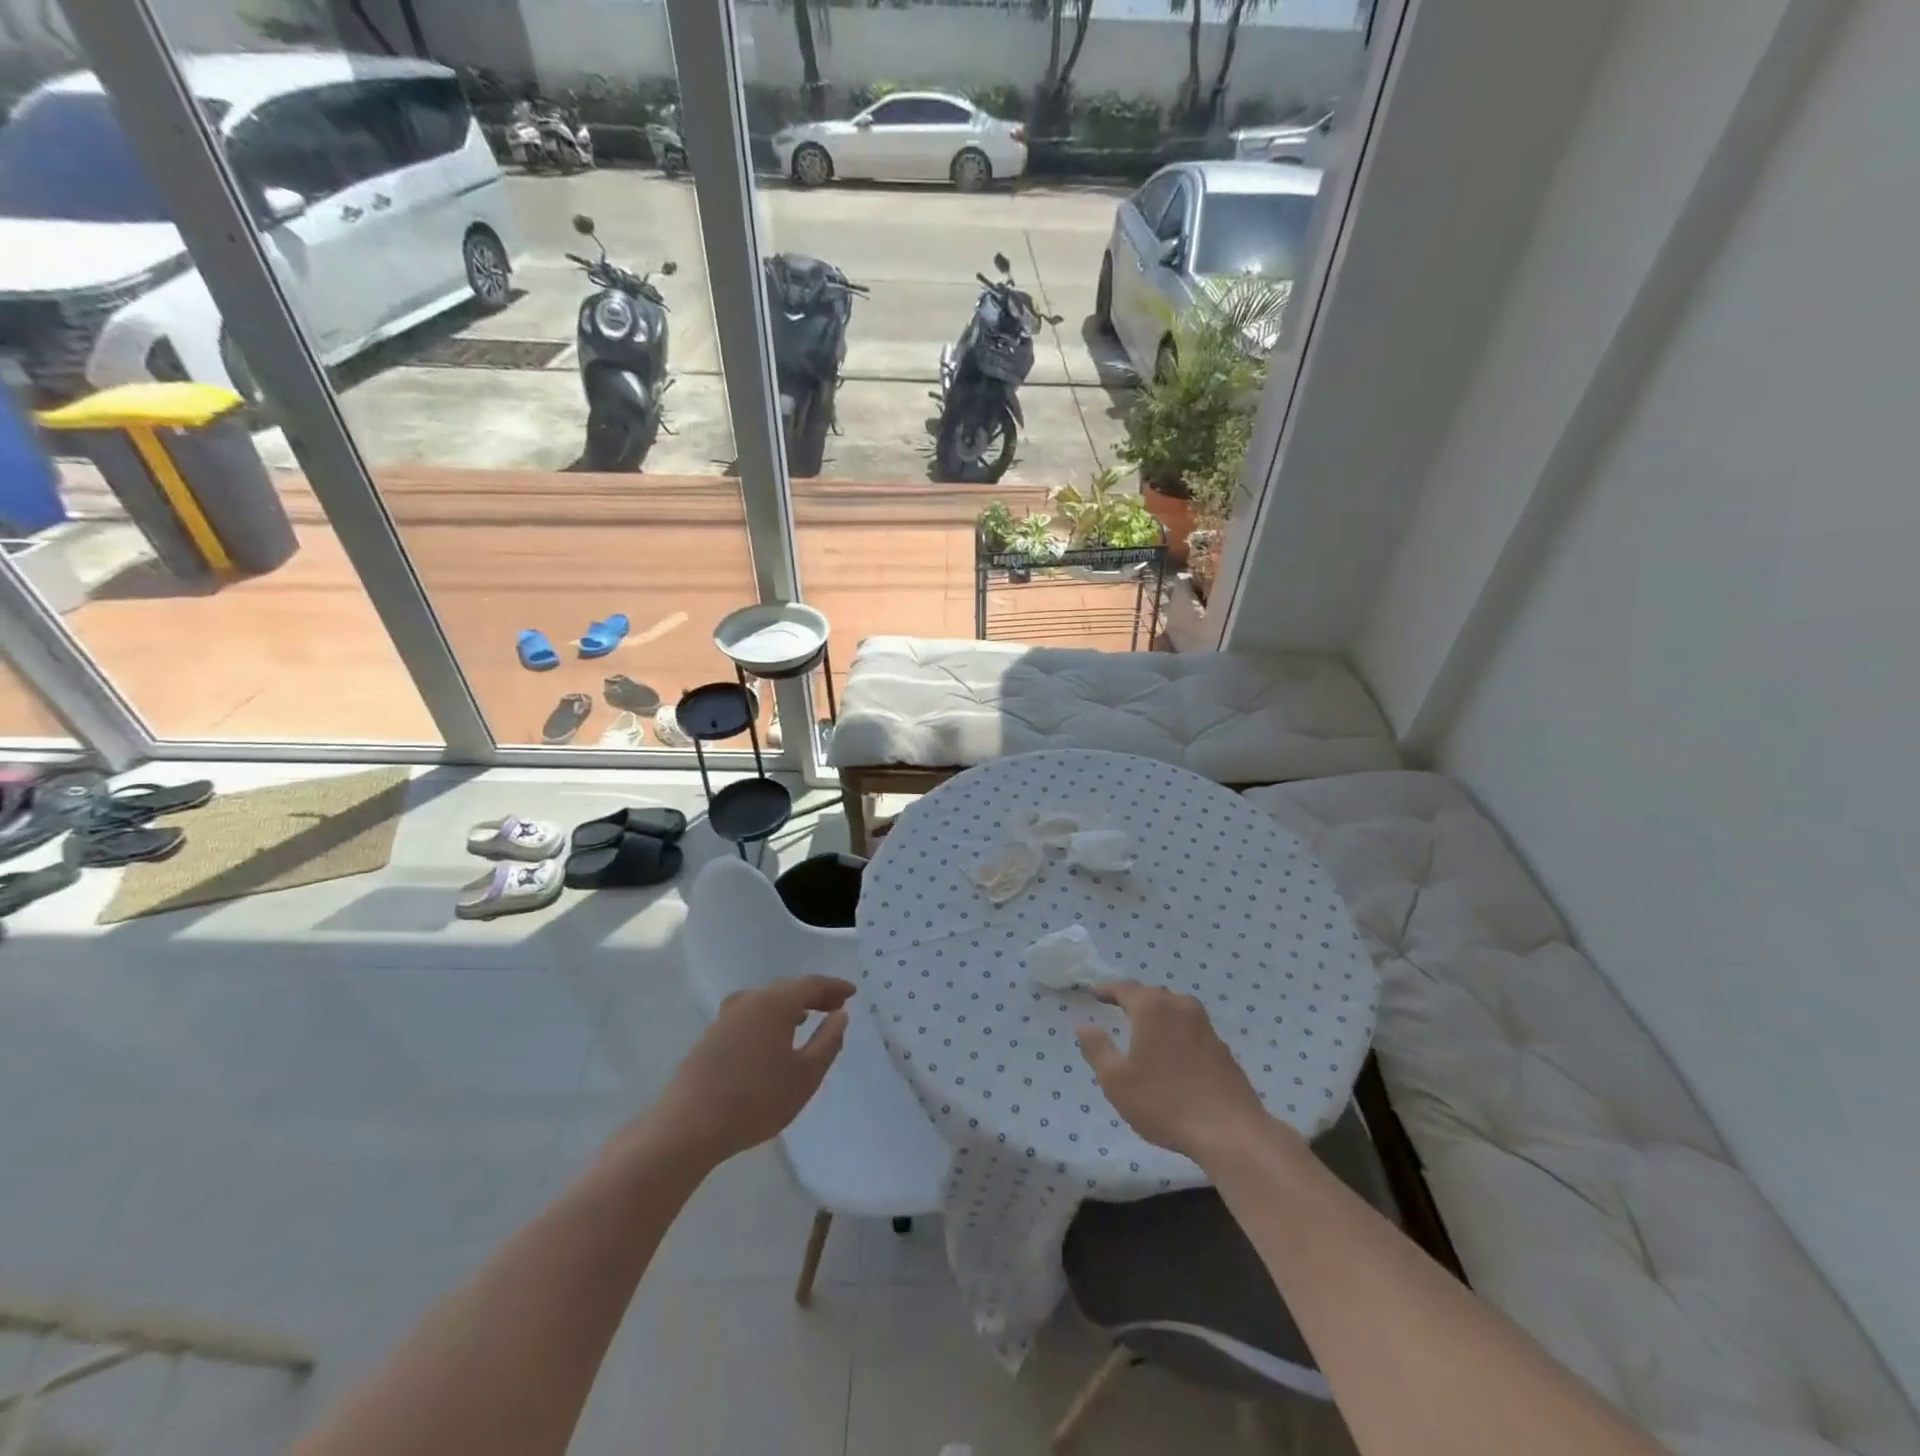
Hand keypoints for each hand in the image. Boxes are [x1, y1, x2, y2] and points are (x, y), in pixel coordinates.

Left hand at [646, 975, 853, 1167]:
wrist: (687, 1127)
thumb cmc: (756, 1100)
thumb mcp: (805, 1076)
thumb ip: (828, 1042)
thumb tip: (840, 1016)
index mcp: (775, 1003)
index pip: (811, 985)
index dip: (834, 987)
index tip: (852, 993)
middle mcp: (749, 1000)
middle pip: (787, 989)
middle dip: (813, 995)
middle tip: (834, 1007)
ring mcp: (725, 1017)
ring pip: (765, 1001)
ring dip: (789, 1007)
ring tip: (805, 1020)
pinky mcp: (710, 1036)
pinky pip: (749, 1016)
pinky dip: (768, 1019)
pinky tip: (771, 1040)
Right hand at [1075, 981, 1275, 1165]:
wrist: (1230, 1131)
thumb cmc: (1164, 1102)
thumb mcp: (1116, 1080)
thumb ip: (1097, 1048)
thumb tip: (1084, 1025)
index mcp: (1152, 1009)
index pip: (1125, 988)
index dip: (1107, 989)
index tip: (1094, 993)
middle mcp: (1179, 1007)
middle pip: (1152, 993)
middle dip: (1132, 997)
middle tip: (1116, 1005)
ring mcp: (1205, 1025)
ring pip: (1174, 1006)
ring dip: (1156, 1010)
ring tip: (1144, 1023)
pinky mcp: (1221, 1046)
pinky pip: (1190, 1024)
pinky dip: (1175, 1026)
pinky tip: (1172, 1047)